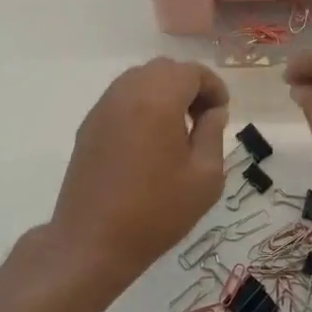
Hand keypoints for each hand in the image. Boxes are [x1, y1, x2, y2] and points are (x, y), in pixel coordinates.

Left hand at [49, 58, 228, 284]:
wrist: (92, 242)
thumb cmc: (156, 211)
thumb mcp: (205, 176)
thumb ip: (213, 134)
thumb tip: (213, 112)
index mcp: (158, 98)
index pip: (192, 72)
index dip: (213, 87)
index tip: (222, 112)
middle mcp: (126, 92)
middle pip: (164, 70)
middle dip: (188, 86)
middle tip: (202, 119)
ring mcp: (102, 107)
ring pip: (139, 80)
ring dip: (163, 93)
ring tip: (176, 130)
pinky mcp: (88, 125)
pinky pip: (121, 98)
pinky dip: (141, 105)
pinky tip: (149, 141)